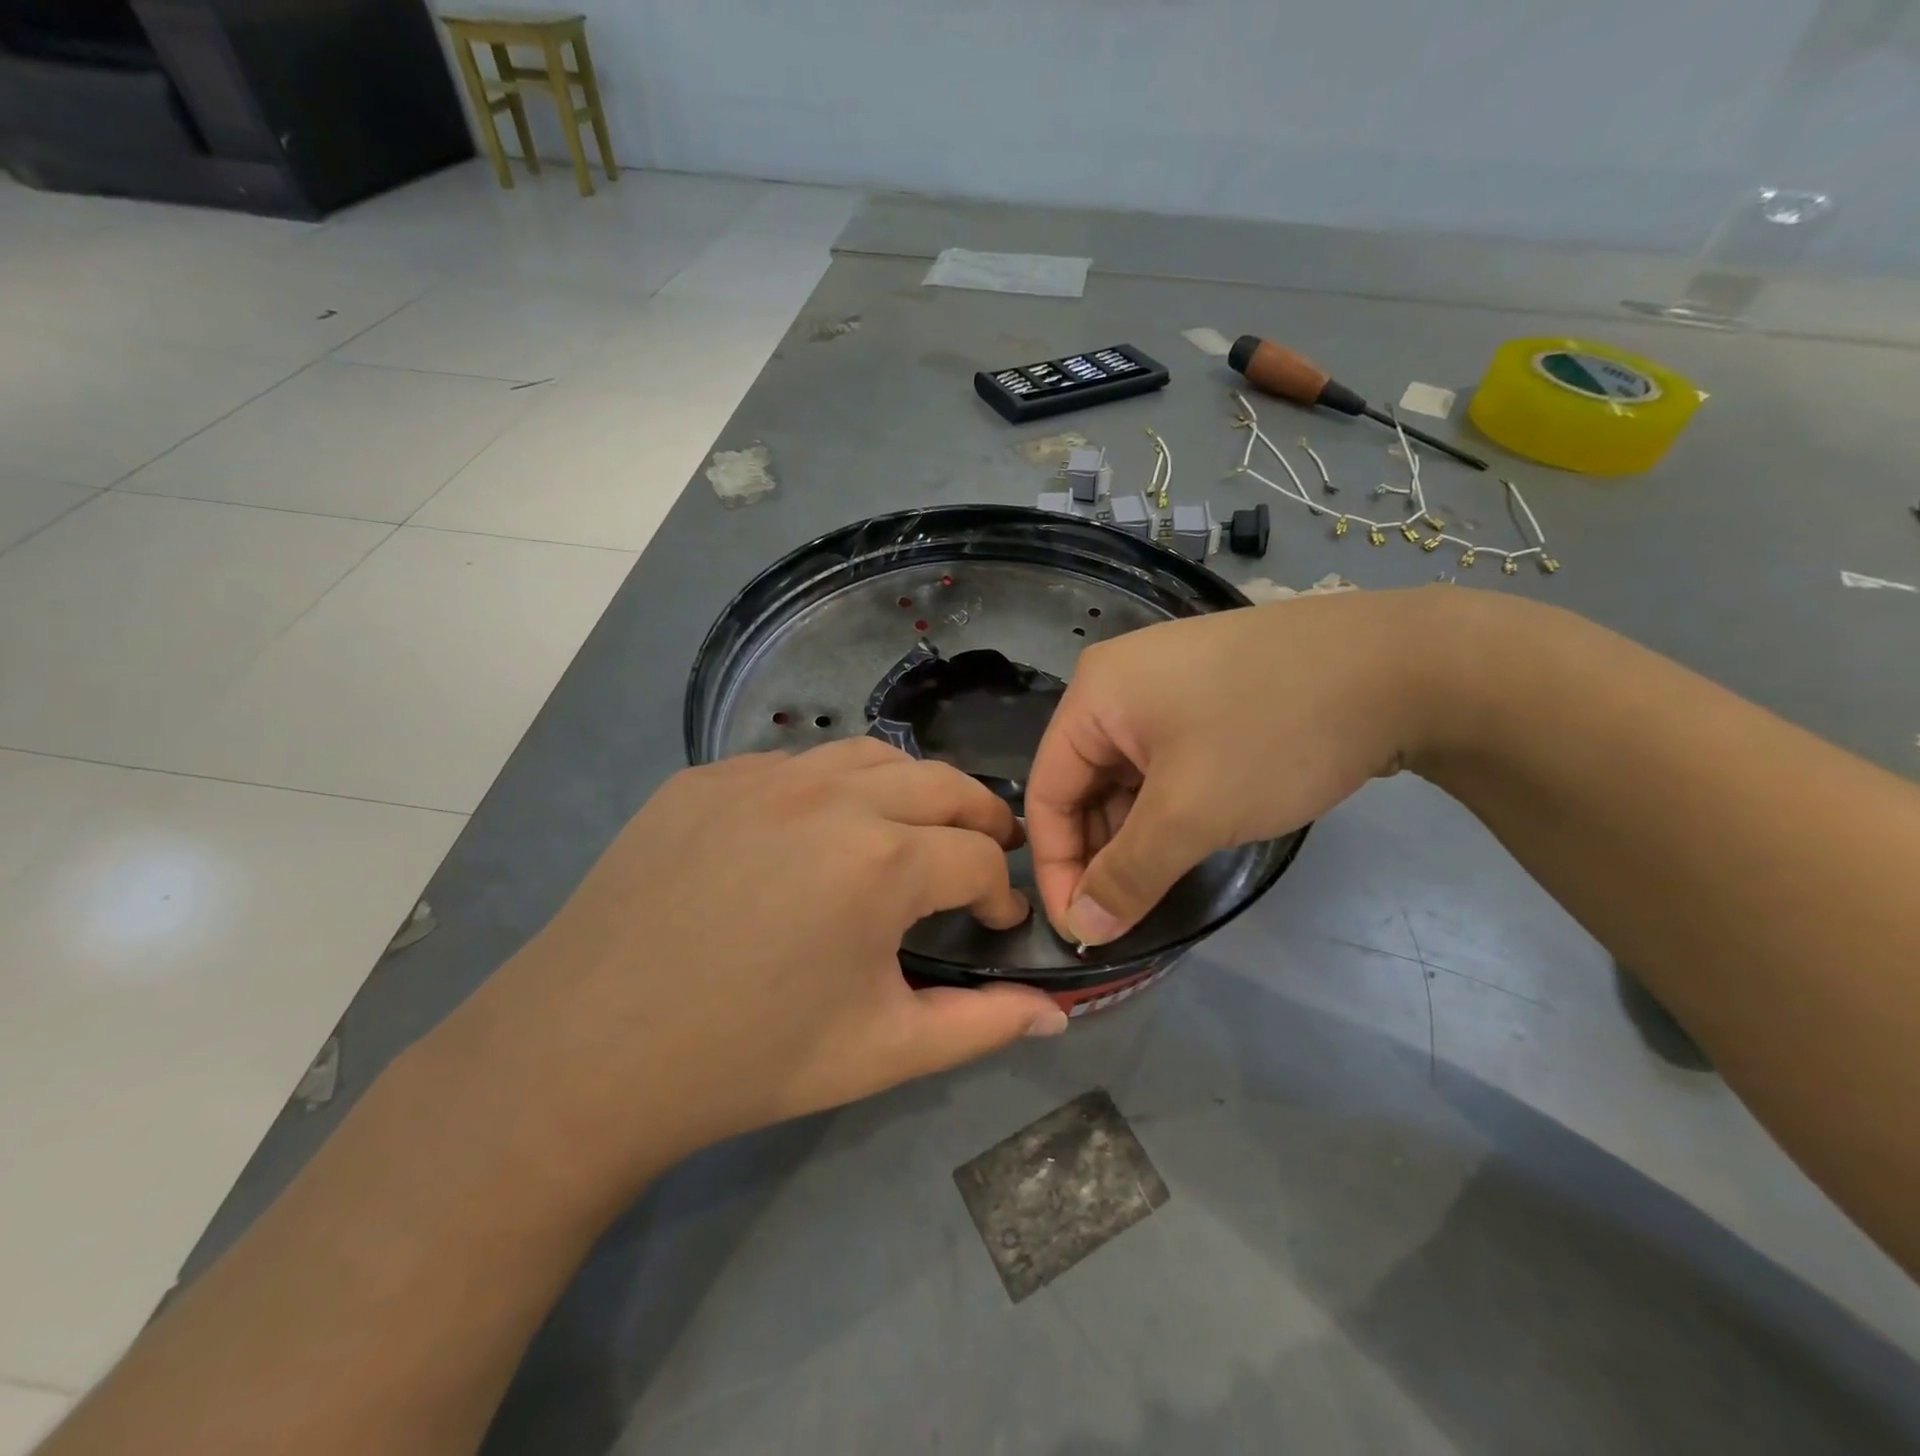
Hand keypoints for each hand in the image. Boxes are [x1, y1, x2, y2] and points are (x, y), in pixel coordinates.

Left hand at [464, 738, 1066, 1197]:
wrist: (584, 1053)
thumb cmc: (747, 1060)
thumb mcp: (882, 1052)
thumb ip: (983, 1026)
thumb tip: (1058, 1013)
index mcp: (883, 862)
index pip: (980, 858)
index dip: (1001, 894)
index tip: (993, 924)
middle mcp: (831, 794)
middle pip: (943, 784)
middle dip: (980, 819)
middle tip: (984, 856)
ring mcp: (762, 774)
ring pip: (872, 757)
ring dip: (911, 792)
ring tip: (912, 832)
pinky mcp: (708, 775)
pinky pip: (795, 766)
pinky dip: (831, 790)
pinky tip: (814, 836)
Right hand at [1025, 587, 1446, 945]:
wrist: (1403, 666)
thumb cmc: (1272, 734)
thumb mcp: (1190, 814)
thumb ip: (1127, 876)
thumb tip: (1083, 930)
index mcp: (1094, 694)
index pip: (1046, 792)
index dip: (1056, 866)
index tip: (1083, 929)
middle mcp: (1119, 682)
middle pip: (1084, 783)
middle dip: (1100, 852)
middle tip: (1124, 913)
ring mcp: (1168, 684)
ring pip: (1128, 776)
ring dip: (1137, 833)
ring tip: (1159, 883)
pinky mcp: (1210, 695)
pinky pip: (1165, 761)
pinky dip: (1169, 806)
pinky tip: (1191, 837)